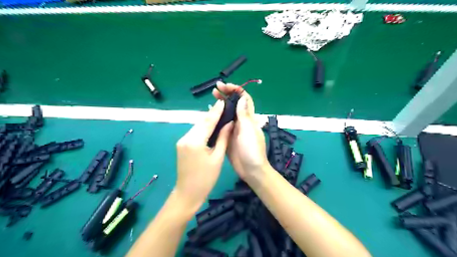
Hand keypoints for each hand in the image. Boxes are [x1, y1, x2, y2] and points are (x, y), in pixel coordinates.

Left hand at [174, 99, 232, 209]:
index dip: (216, 111)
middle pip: (201, 122)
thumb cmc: (206, 178)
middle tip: (223, 106)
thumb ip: (222, 138)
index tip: (223, 101)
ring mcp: (181, 141)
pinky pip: (194, 133)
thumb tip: (229, 123)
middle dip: (212, 114)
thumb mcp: (217, 158)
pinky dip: (203, 128)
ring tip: (219, 114)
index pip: (208, 122)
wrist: (187, 193)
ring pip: (197, 127)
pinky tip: (211, 127)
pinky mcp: (181, 145)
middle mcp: (185, 138)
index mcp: (195, 141)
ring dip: (207, 121)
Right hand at [212, 81, 268, 180]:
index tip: (225, 86)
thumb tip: (242, 98)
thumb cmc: (252, 150)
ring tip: (211, 99)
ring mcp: (234, 129)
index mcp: (249, 118)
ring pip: (227, 113)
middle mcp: (242, 121)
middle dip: (226, 95)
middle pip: (234, 104)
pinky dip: (217, 118)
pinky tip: (210, 116)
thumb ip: (244, 114)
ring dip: (221, 105)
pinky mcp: (228, 137)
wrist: (250, 170)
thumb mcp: (248, 130)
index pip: (244, 99)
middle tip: (214, 90)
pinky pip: (222, 125)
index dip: (236, 90)